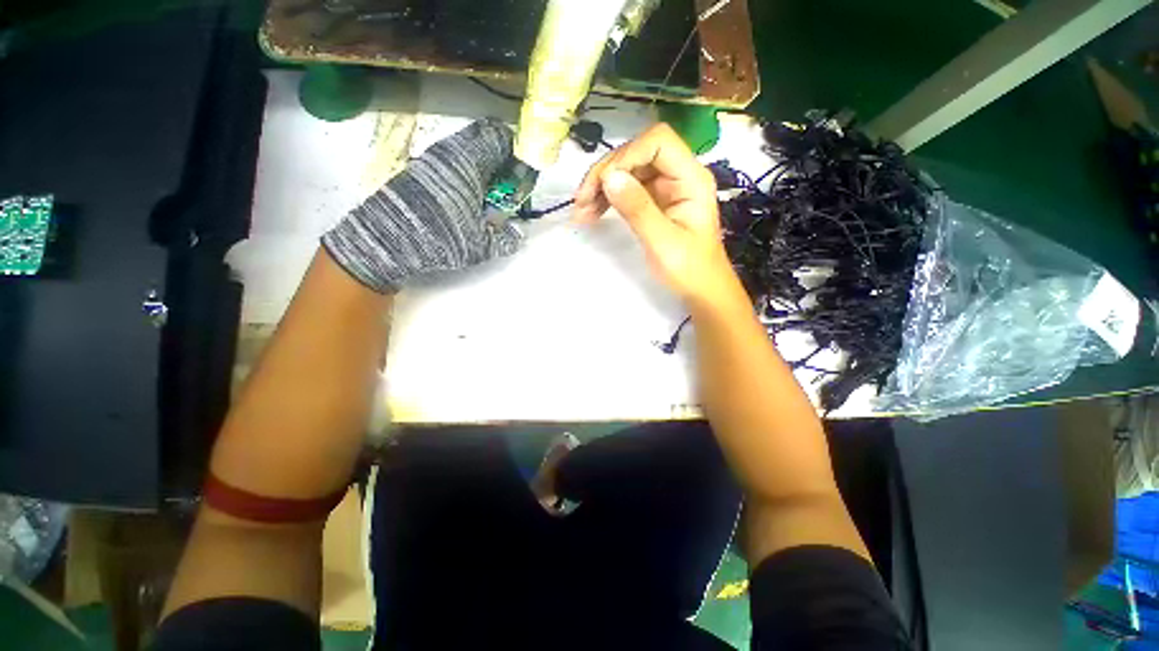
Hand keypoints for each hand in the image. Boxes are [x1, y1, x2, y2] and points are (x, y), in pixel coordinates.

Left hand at [322, 118, 521, 292]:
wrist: (387, 239)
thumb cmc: (442, 236)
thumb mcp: (482, 245)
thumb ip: (506, 239)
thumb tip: (517, 234)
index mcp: (470, 161)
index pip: (500, 136)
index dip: (517, 151)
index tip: (523, 173)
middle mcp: (450, 151)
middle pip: (483, 138)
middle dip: (501, 157)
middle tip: (507, 184)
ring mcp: (432, 158)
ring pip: (466, 149)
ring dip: (483, 165)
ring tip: (487, 195)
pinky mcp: (419, 169)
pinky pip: (451, 160)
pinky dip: (466, 171)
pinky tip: (466, 198)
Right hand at [573, 123, 736, 306]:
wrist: (700, 289)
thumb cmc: (688, 270)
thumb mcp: (662, 242)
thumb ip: (637, 209)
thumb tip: (609, 177)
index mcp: (691, 179)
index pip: (658, 143)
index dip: (626, 156)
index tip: (604, 184)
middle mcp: (679, 175)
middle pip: (637, 154)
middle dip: (606, 173)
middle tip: (581, 201)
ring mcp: (665, 188)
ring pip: (628, 171)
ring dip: (601, 186)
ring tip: (581, 211)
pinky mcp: (654, 201)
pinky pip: (627, 189)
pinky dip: (607, 198)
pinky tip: (591, 212)